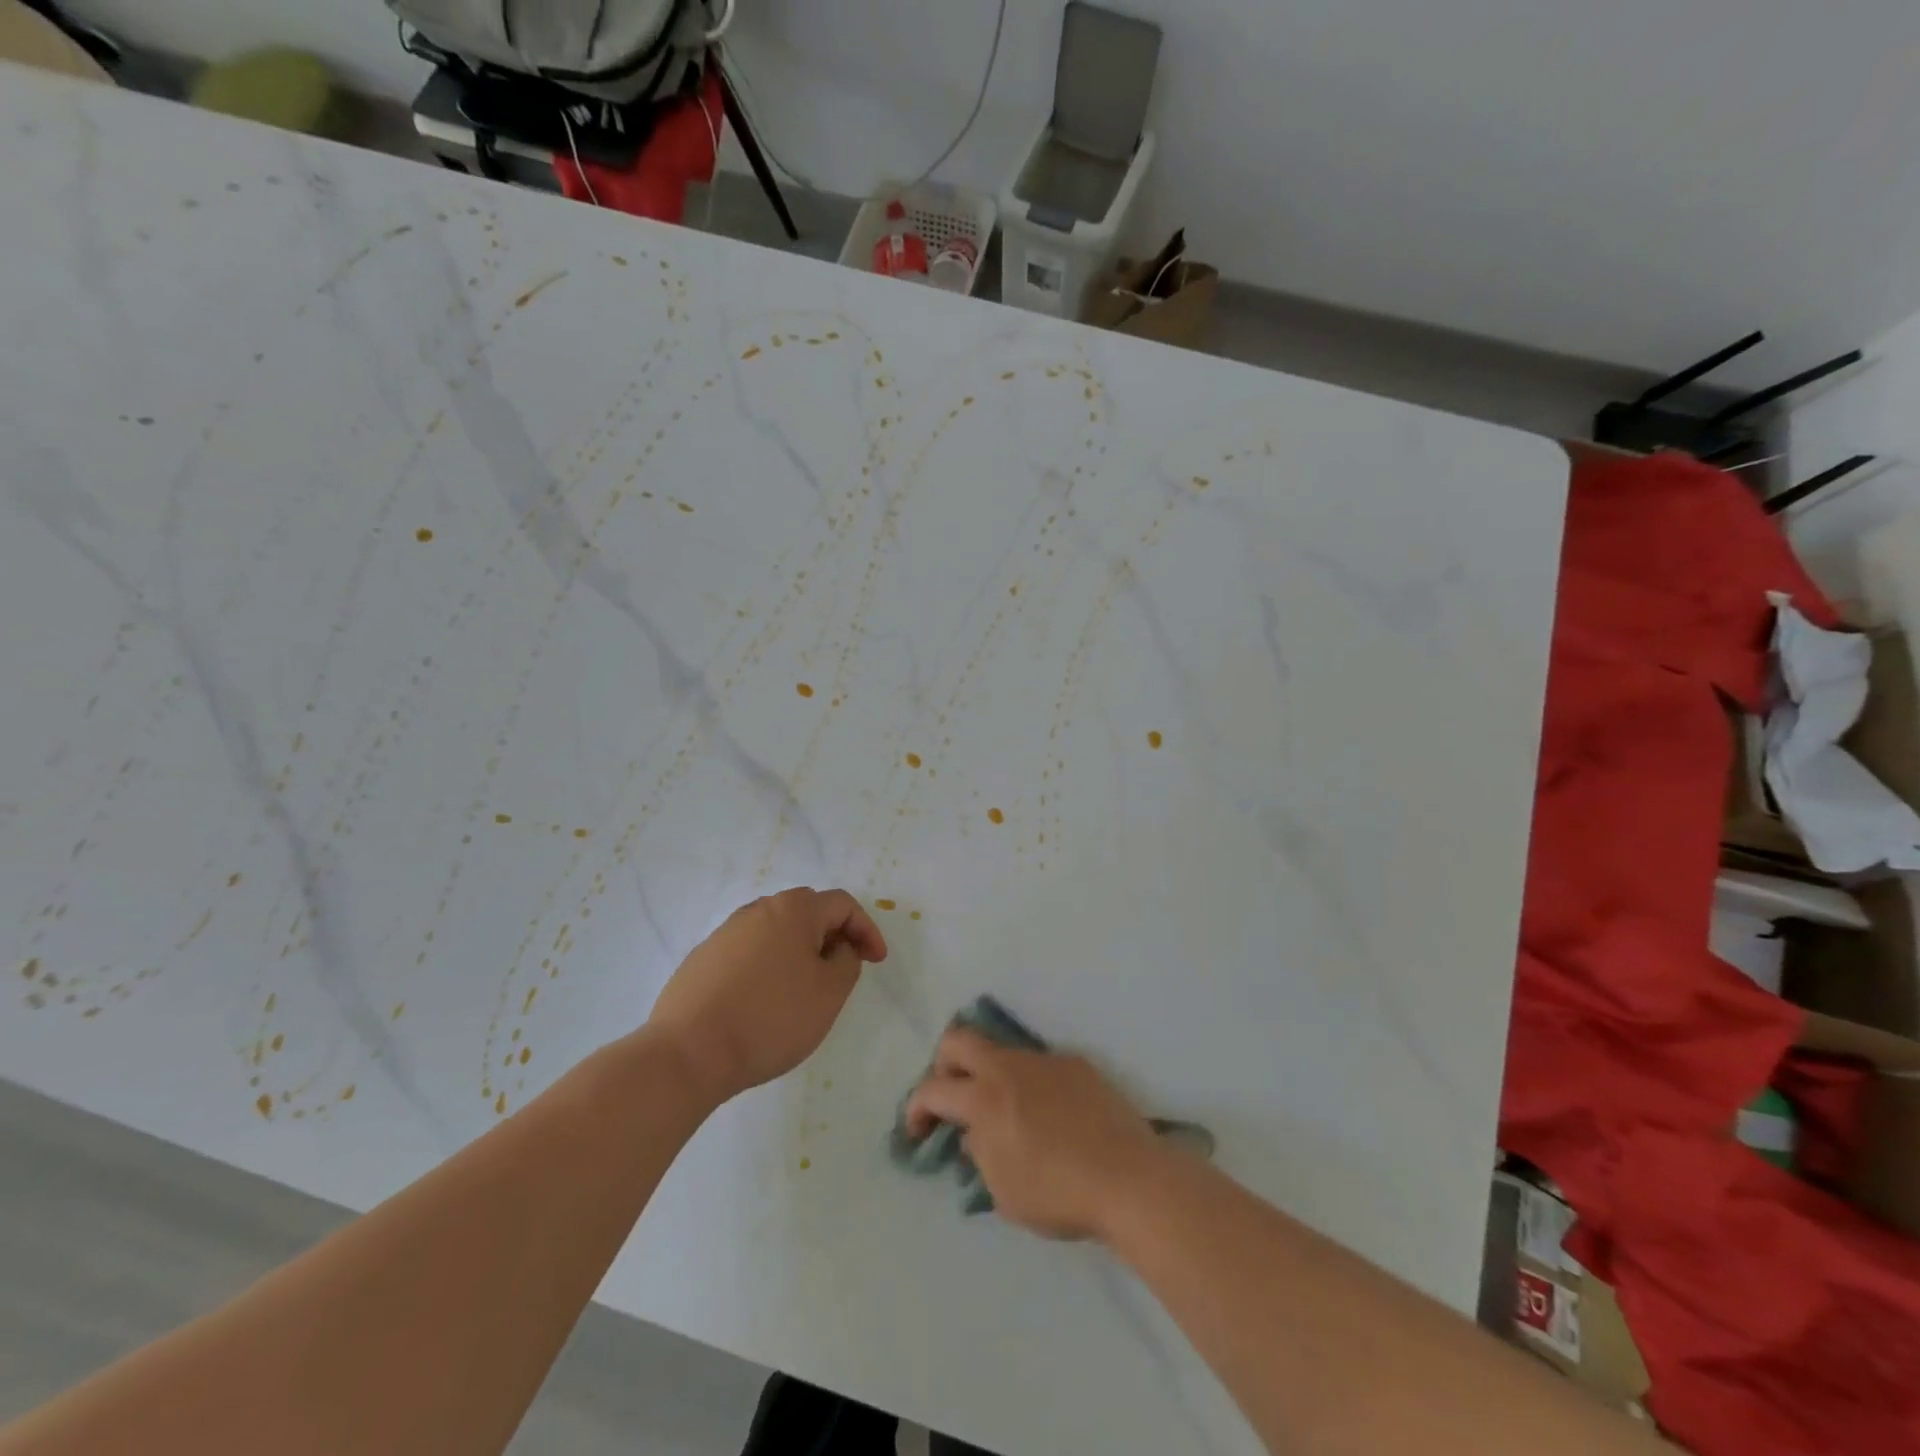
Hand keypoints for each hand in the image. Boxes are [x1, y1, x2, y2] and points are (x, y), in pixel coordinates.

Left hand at [648, 888, 887, 1106]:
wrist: (689, 1052)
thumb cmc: (772, 1018)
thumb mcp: (830, 993)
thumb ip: (847, 961)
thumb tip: (838, 948)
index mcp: (793, 909)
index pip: (842, 905)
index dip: (866, 930)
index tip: (876, 962)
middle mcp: (758, 910)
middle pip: (807, 912)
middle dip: (832, 937)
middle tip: (842, 971)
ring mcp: (725, 933)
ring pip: (775, 933)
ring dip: (798, 953)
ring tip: (804, 990)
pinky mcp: (702, 959)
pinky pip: (748, 953)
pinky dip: (767, 968)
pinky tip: (764, 1003)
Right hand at [905, 1028, 1167, 1241]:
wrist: (1129, 1179)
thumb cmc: (1059, 1194)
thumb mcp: (1003, 1190)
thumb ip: (979, 1154)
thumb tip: (974, 1133)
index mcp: (984, 1098)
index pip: (931, 1088)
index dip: (915, 1108)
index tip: (917, 1130)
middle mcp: (1008, 1067)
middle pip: (958, 1040)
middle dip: (943, 1066)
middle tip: (951, 1099)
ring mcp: (1043, 1060)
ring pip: (1000, 1050)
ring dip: (988, 1073)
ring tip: (1002, 1111)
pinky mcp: (1074, 1063)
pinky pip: (1037, 1065)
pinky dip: (1027, 1083)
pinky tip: (1046, 1115)